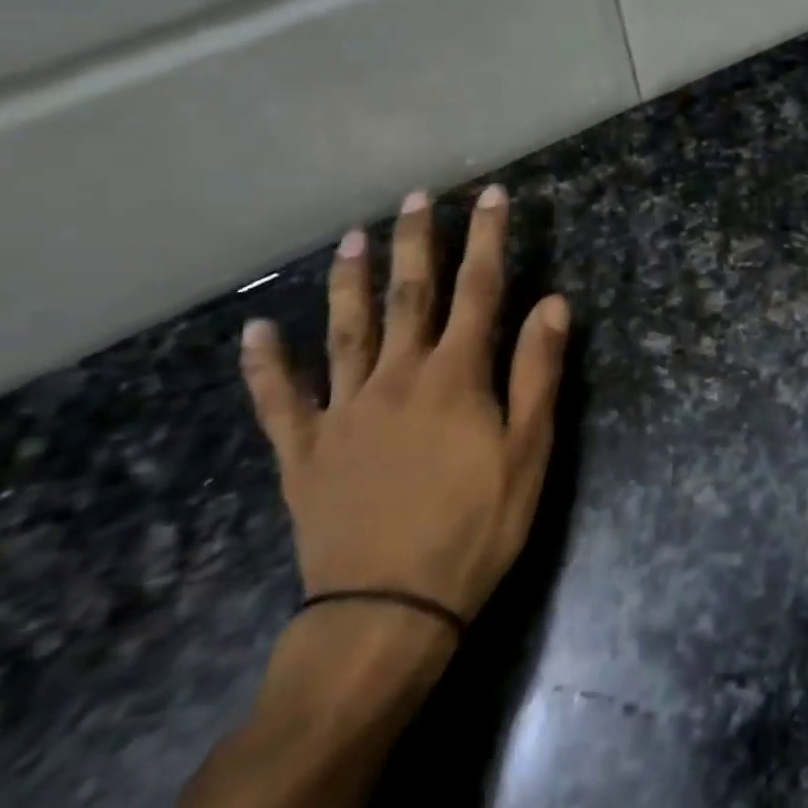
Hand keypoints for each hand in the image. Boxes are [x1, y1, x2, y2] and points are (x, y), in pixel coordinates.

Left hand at [240, 185, 569, 625]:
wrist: (389, 611)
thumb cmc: (477, 526)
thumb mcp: (529, 450)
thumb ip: (537, 371)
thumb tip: (553, 303)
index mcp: (455, 376)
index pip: (479, 290)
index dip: (488, 239)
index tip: (493, 196)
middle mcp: (396, 378)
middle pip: (409, 296)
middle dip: (416, 242)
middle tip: (416, 196)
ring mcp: (343, 412)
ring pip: (344, 332)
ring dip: (349, 282)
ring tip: (351, 238)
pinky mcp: (304, 452)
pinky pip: (278, 401)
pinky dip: (264, 365)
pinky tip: (255, 331)